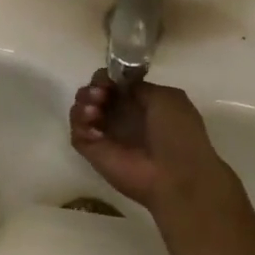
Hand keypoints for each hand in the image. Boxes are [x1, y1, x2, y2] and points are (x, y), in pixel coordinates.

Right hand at [69, 70, 237, 214]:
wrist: (176, 177)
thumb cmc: (178, 135)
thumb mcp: (167, 98)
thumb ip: (140, 87)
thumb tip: (120, 85)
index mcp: (141, 103)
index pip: (114, 83)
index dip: (108, 77)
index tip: (109, 80)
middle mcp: (121, 117)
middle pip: (94, 93)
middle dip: (93, 87)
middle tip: (100, 94)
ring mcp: (106, 135)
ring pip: (81, 110)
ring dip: (83, 102)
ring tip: (95, 110)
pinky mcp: (93, 152)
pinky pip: (76, 133)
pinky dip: (80, 124)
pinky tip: (96, 130)